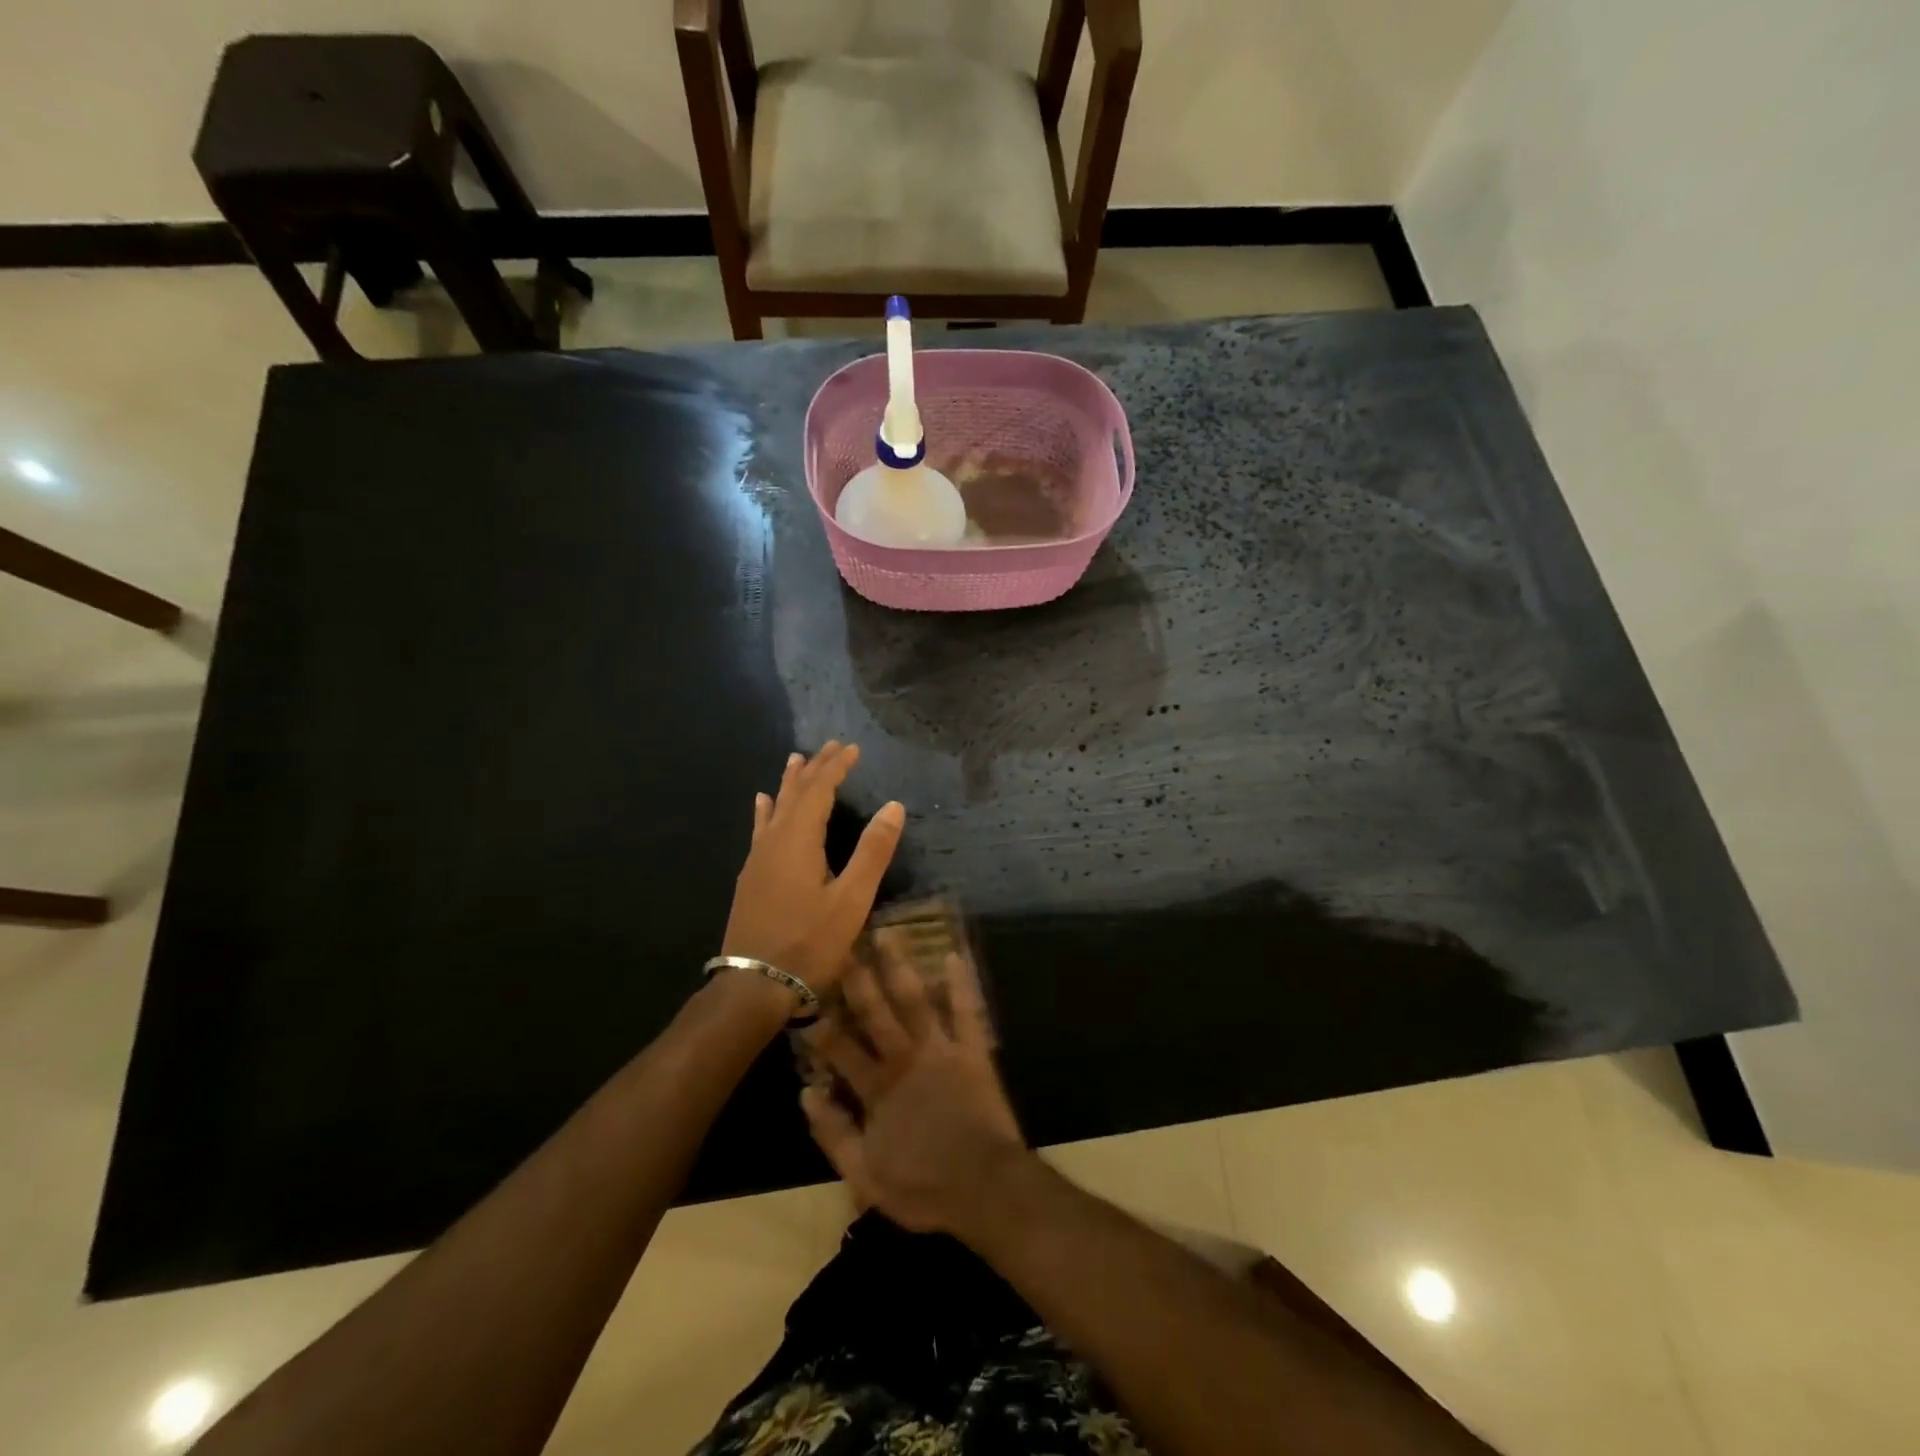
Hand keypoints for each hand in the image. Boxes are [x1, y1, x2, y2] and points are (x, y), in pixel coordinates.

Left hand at [721, 742, 904, 996]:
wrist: (755, 985)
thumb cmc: (809, 942)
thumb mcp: (851, 899)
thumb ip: (872, 851)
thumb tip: (894, 806)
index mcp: (799, 840)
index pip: (819, 790)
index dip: (836, 767)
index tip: (852, 748)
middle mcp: (774, 841)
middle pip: (795, 793)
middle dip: (814, 768)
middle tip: (830, 746)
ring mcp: (758, 859)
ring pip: (775, 808)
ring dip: (789, 783)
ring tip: (795, 759)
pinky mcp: (751, 877)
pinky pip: (760, 829)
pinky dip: (766, 810)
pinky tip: (762, 805)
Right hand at [800, 946, 1026, 1234]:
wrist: (986, 1188)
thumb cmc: (925, 1187)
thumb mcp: (865, 1177)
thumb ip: (833, 1135)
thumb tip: (805, 1093)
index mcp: (877, 1088)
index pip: (840, 1049)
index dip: (820, 1025)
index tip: (805, 996)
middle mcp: (905, 1058)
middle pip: (875, 1012)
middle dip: (856, 978)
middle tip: (842, 944)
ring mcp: (940, 1050)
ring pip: (915, 1000)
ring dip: (900, 966)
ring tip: (888, 933)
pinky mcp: (973, 1051)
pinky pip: (967, 1011)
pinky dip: (960, 983)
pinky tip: (954, 954)